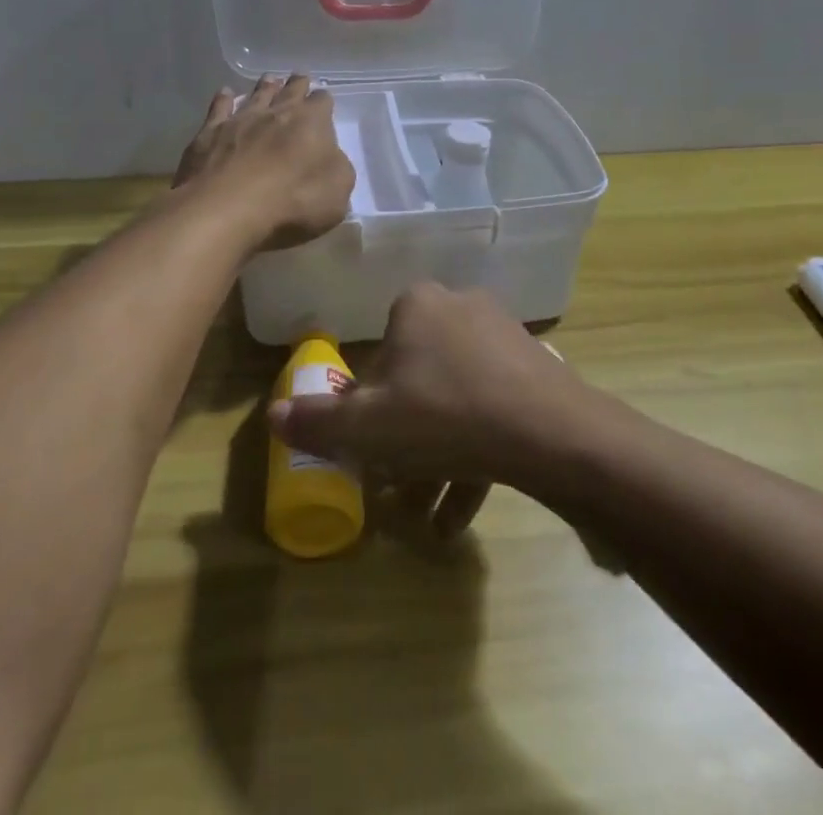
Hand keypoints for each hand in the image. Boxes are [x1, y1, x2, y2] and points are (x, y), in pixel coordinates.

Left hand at [172, 75, 354, 252]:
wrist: (226, 208)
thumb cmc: (292, 201)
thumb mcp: (336, 193)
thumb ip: (337, 169)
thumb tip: (330, 158)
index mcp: (311, 123)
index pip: (322, 102)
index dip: (324, 103)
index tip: (324, 104)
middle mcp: (276, 112)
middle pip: (290, 90)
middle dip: (297, 85)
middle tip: (300, 78)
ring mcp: (241, 119)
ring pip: (256, 95)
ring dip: (265, 87)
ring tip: (270, 79)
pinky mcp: (210, 133)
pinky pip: (219, 108)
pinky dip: (224, 99)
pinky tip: (226, 93)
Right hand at [267, 282, 585, 536]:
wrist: (549, 432)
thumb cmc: (444, 415)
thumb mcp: (369, 427)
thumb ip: (318, 422)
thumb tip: (272, 416)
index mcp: (417, 306)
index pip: (379, 355)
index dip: (368, 407)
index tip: (371, 449)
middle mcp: (458, 308)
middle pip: (417, 381)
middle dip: (404, 441)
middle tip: (395, 488)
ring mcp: (502, 336)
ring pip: (454, 401)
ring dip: (436, 459)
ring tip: (428, 517)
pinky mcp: (533, 368)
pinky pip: (490, 410)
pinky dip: (472, 457)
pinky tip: (460, 515)